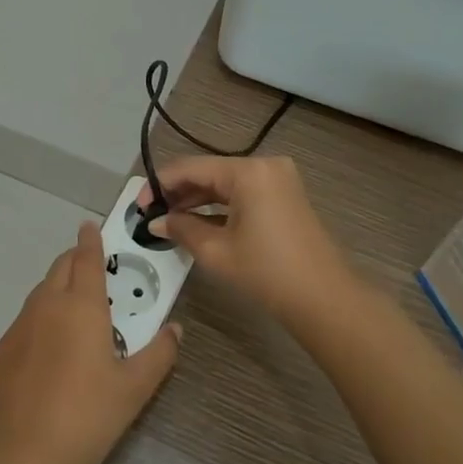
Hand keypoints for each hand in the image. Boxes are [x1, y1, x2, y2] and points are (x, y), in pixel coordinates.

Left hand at [0, 222, 178, 463]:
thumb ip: (159, 353)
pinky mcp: (0, 352)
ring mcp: (18, 328)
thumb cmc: (88, 416)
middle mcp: (46, 306)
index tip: (91, 226)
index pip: (86, 258)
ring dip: (57, 290)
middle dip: (75, 261)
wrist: (22, 458)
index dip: (90, 240)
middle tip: (92, 271)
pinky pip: (24, 323)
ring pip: (39, 294)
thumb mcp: (135, 388)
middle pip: (59, 269)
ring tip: (74, 313)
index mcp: (81, 306)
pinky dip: (39, 321)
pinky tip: (48, 352)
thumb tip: (175, 330)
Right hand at [139, 156, 357, 327]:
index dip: (160, 184)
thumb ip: (181, 229)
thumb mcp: (216, 251)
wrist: (324, 298)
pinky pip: (243, 193)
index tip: (138, 206)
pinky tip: (198, 221)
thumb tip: (156, 223)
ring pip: (225, 183)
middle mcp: (264, 165)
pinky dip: (220, 205)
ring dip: (197, 199)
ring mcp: (278, 179)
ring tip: (169, 220)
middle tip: (151, 215)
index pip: (191, 168)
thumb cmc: (267, 272)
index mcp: (247, 171)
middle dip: (178, 192)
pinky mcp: (285, 195)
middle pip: (209, 172)